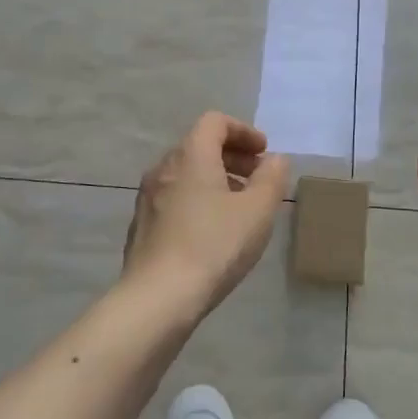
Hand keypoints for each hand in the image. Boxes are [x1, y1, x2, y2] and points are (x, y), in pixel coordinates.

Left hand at [122, 113, 290, 319]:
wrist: (158, 296)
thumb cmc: (214, 245)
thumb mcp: (257, 211)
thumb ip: (271, 179)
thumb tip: (275, 160)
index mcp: (190, 154)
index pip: (215, 122)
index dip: (243, 131)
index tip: (264, 152)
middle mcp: (164, 167)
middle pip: (199, 145)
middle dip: (232, 156)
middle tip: (258, 178)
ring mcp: (148, 196)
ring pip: (186, 173)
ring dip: (216, 179)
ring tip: (240, 207)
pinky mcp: (142, 223)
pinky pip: (174, 196)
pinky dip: (198, 198)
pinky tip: (213, 230)